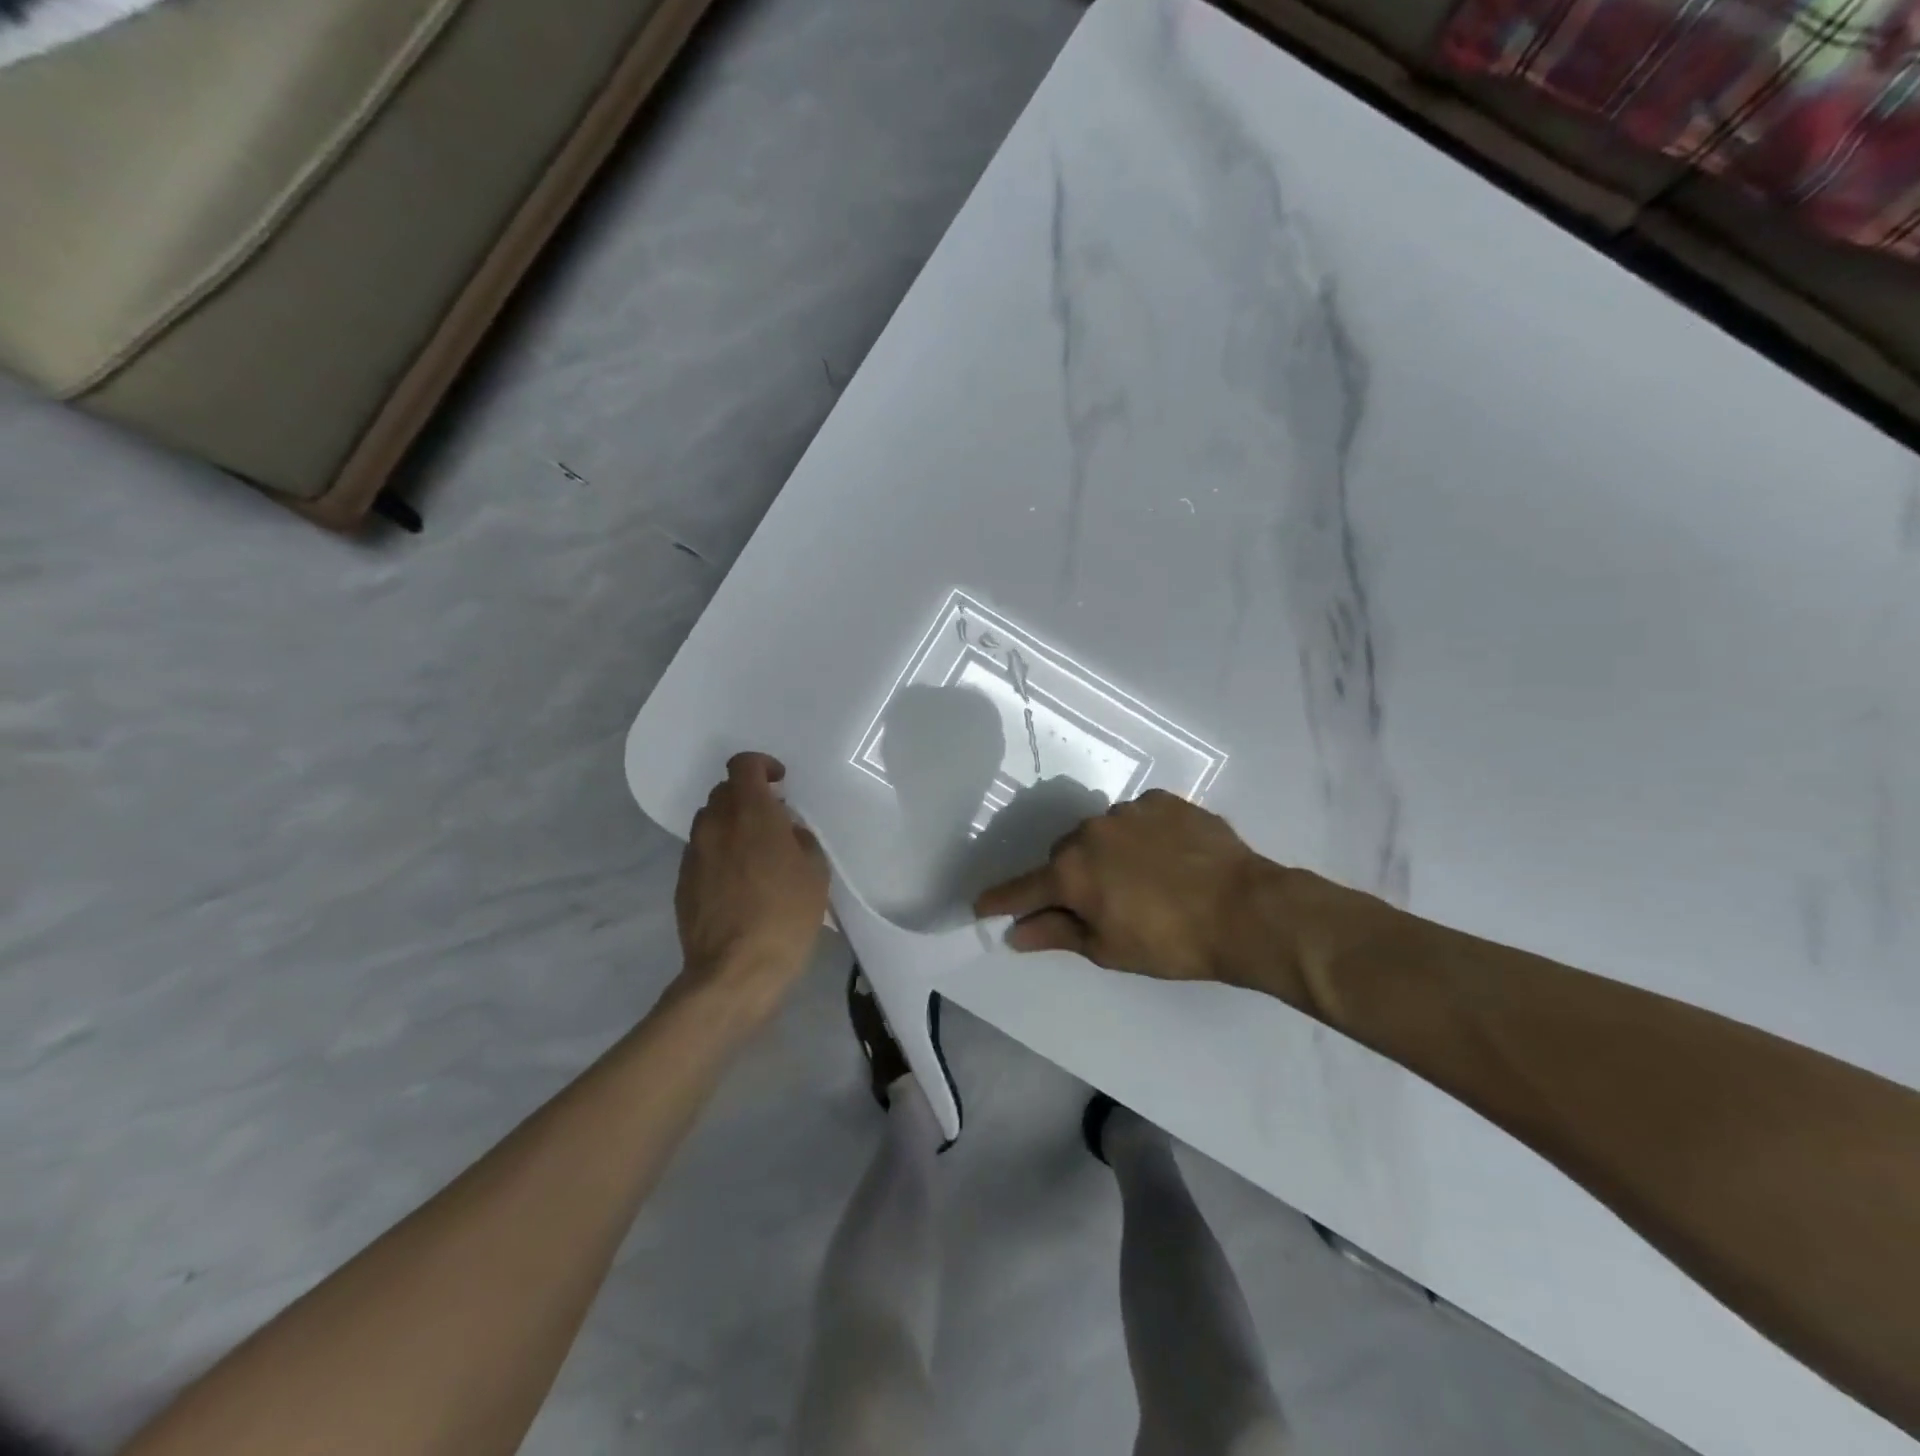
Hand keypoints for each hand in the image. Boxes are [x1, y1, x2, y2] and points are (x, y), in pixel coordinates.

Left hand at [675, 753, 827, 1011]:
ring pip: (710, 822)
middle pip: (724, 791)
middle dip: (747, 797)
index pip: (743, 765)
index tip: (780, 783)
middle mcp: (716, 825)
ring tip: (754, 852)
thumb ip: (800, 839)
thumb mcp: (814, 872)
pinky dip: (719, 853)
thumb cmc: (786, 915)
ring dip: (731, 825)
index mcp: (751, 813)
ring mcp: (694, 854)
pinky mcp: (683, 882)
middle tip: (772, 820)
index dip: (762, 765)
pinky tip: (739, 882)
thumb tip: (786, 832)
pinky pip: (702, 852)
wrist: (735, 970)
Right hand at [974, 790, 1267, 982]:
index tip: (981, 906)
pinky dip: (1140, 837)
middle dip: (1068, 878)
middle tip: (1094, 903)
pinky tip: (1166, 858)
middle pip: (1062, 855)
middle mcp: (1090, 832)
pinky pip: (1137, 818)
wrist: (1246, 909)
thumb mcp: (1108, 948)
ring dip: (1106, 853)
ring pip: (1100, 833)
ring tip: (1140, 879)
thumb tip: (1015, 932)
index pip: (1023, 888)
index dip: (1001, 900)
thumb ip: (1056, 934)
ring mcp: (1128, 811)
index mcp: (1071, 872)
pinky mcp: (1163, 801)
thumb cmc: (1171, 942)